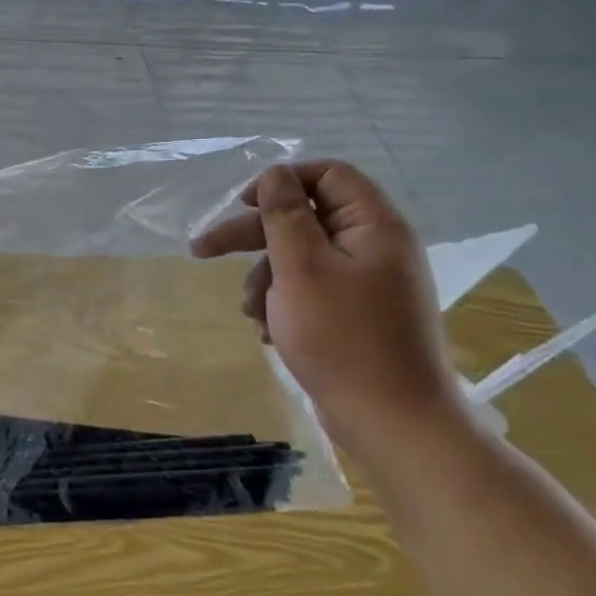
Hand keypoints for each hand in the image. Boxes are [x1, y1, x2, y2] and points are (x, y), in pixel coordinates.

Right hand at [190, 161, 466, 465]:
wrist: (393, 422)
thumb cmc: (342, 337)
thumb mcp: (301, 268)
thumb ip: (284, 215)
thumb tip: (274, 173)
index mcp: (373, 227)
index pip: (327, 175)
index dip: (281, 182)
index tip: (241, 205)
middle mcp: (375, 248)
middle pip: (304, 218)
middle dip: (252, 235)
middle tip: (202, 250)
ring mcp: (367, 284)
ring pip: (300, 258)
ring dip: (264, 277)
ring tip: (250, 311)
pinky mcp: (357, 315)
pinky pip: (310, 290)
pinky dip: (283, 303)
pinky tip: (268, 331)